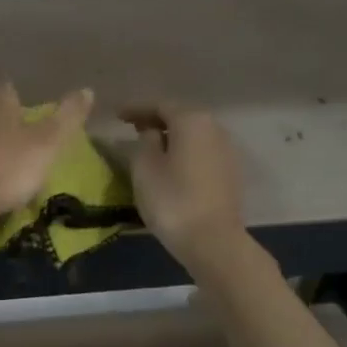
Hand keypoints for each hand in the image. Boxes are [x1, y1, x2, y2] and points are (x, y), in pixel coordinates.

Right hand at [122, 103, 247, 273]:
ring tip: (149, 147)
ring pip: (193, 135)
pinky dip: (183, 152)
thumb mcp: (144, 167)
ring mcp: (226, 151)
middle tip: (131, 127)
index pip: (159, 105)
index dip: (136, 108)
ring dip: (171, 137)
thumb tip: (151, 133)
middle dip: (155, 120)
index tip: (116, 115)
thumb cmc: (172, 200)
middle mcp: (214, 128)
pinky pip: (201, 152)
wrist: (213, 241)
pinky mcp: (230, 173)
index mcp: (192, 120)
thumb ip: (144, 142)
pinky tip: (170, 165)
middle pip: (180, 116)